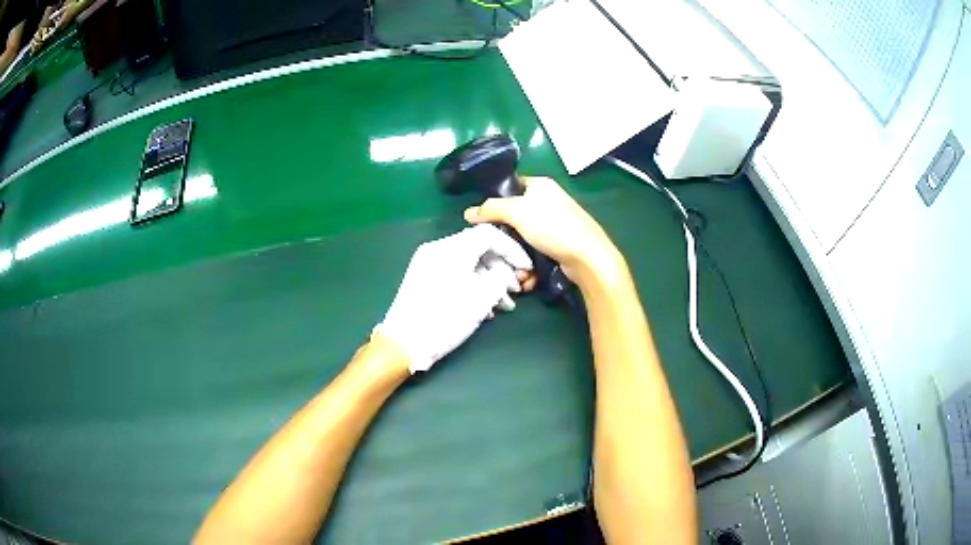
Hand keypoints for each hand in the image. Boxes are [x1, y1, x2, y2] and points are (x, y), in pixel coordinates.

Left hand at [373, 224, 532, 372]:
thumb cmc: (444, 320)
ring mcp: (428, 262)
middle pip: (478, 247)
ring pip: (467, 262)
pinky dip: (472, 283)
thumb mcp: (480, 299)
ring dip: (488, 279)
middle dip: (501, 268)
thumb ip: (500, 278)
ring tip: (503, 305)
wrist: (403, 343)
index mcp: (452, 249)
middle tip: (515, 290)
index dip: (512, 249)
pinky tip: (484, 307)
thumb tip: (504, 272)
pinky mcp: (423, 276)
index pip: (489, 234)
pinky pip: (455, 271)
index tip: (526, 268)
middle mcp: (438, 249)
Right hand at [464, 177, 622, 286]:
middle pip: (516, 215)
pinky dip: (530, 263)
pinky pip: (537, 252)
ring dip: (516, 255)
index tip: (483, 218)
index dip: (496, 200)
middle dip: (504, 235)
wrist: (587, 256)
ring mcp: (555, 224)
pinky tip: (526, 276)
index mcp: (540, 185)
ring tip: (511, 269)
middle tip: (494, 246)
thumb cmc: (552, 226)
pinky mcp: (560, 245)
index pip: (512, 186)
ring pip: (525, 238)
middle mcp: (549, 202)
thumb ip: (491, 209)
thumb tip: (468, 213)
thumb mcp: (516, 212)